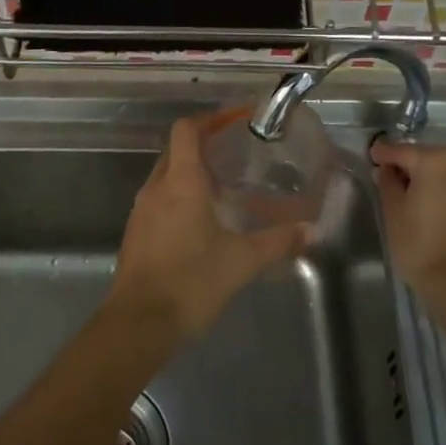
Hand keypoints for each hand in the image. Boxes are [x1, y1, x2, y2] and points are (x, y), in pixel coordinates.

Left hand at [112, 116, 308, 342]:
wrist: (139, 324)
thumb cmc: (191, 282)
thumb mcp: (242, 261)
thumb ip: (277, 242)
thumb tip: (310, 231)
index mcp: (181, 182)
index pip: (186, 130)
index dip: (209, 120)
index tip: (234, 122)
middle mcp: (156, 187)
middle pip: (175, 149)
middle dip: (202, 145)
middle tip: (234, 153)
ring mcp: (141, 210)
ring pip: (165, 175)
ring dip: (190, 172)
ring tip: (222, 186)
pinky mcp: (135, 232)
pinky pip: (158, 199)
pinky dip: (178, 196)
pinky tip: (200, 220)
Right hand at [370, 139, 445, 300]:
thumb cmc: (419, 244)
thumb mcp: (392, 211)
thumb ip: (387, 182)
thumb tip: (387, 170)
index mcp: (436, 159)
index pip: (401, 150)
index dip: (382, 154)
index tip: (370, 156)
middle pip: (425, 158)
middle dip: (406, 165)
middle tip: (386, 177)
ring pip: (443, 172)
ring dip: (425, 178)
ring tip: (407, 194)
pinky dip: (441, 190)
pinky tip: (427, 205)